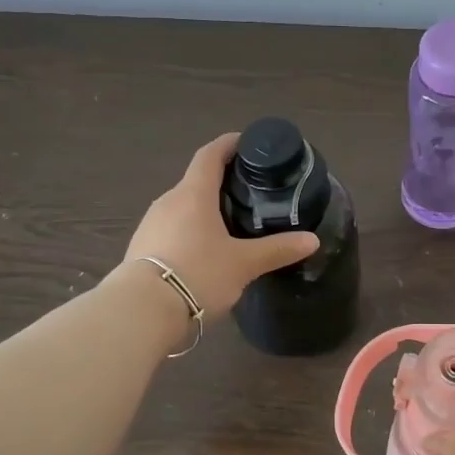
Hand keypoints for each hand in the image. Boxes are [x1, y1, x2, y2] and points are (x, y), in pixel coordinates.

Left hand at [123, 133, 319, 319]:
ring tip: (231, 225)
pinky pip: (172, 229)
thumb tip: (312, 240)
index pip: (210, 154)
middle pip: (196, 181)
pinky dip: (191, 231)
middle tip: (250, 192)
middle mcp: (168, 201)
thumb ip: (277, 249)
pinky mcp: (142, 248)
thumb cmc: (198, 273)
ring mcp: (151, 224)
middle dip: (221, 182)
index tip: (246, 143)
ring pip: (183, 207)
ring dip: (205, 209)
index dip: (229, 144)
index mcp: (193, 193)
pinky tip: (205, 252)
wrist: (143, 311)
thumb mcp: (244, 264)